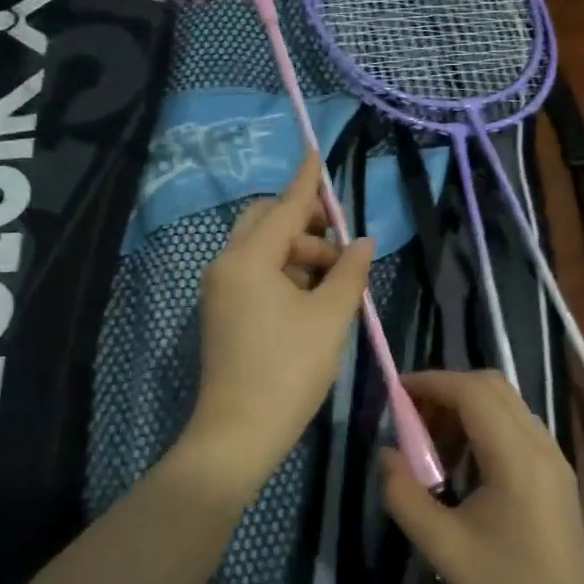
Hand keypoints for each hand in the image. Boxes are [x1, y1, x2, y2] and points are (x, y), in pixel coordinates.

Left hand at [185, 153, 374, 495]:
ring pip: (261, 250)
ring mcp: (220, 290)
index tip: (315, 151)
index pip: (284, 207)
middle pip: (265, 223)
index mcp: (249, 260)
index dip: (306, 181)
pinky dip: (283, 273)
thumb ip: (349, 273)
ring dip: (298, 252)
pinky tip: (312, 295)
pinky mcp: (222, 312)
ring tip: (336, 279)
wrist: (239, 432)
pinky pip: (254, 274)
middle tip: (340, 244)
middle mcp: (226, 265)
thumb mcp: (330, 318)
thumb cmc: (289, 370)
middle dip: (304, 223)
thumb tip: (362, 243)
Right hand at [381, 371, 583, 583]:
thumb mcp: (442, 548)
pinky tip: (462, 461)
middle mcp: (540, 445)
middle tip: (411, 417)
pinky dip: (484, 424)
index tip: (396, 393)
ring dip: (465, 406)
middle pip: (492, 386)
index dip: (432, 383)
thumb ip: (405, 496)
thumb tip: (386, 455)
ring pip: (506, 403)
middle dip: (447, 389)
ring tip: (430, 441)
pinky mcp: (556, 471)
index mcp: (516, 458)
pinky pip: (516, 425)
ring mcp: (553, 456)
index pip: (473, 393)